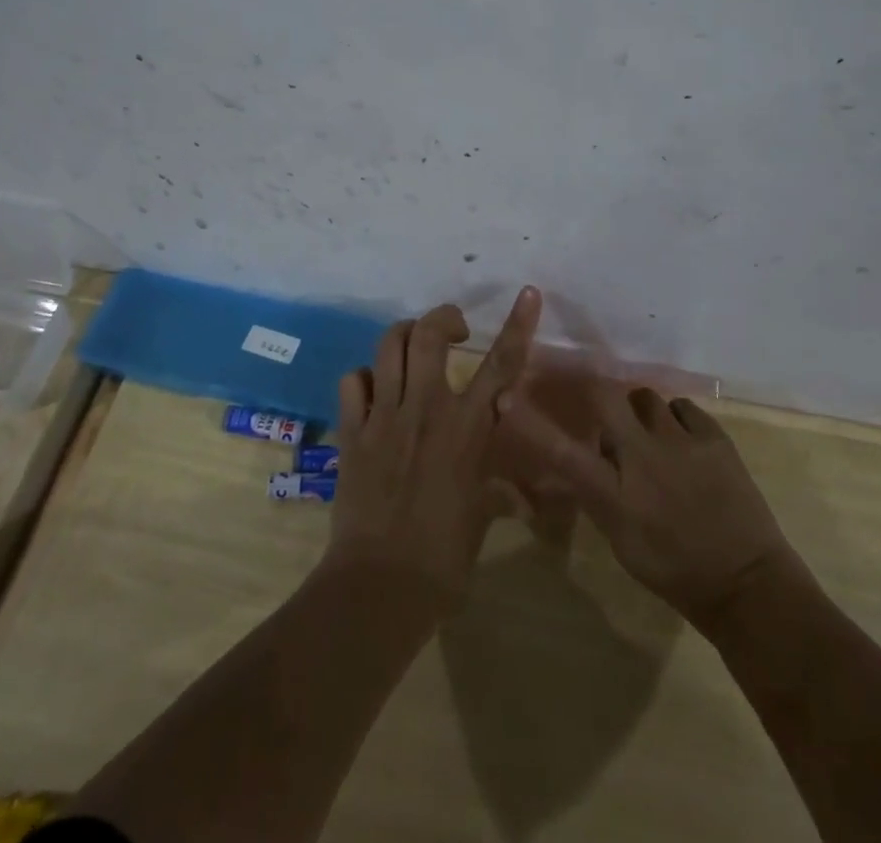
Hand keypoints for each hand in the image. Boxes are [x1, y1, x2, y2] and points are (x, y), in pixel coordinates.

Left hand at [324, 287, 542, 603]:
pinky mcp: (353, 430)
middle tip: (455, 331)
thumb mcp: (481, 518)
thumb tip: (523, 500)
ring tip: (414, 350)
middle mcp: (426, 408)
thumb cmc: (443, 558)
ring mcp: (384, 416)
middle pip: (429, 334)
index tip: (527, 294)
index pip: (501, 365)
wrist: (380, 585)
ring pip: (389, 345)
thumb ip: (498, 493)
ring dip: (405, 336)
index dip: (518, 325)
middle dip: (444, 318)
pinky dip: (365, 377)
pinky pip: (353, 381)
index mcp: (467, 428)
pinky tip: (374, 392)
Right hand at [497, 381, 813, 624]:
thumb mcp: (621, 540)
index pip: (562, 452)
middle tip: (600, 403)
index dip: (530, 424)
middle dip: (595, 390)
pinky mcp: (714, 436)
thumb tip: (589, 455)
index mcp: (615, 495)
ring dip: (640, 411)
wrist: (746, 583)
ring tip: (650, 434)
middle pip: (605, 397)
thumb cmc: (675, 571)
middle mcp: (643, 458)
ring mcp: (681, 442)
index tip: (506, 398)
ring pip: (646, 397)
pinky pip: (682, 407)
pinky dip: (676, 419)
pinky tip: (682, 441)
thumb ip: (599, 493)